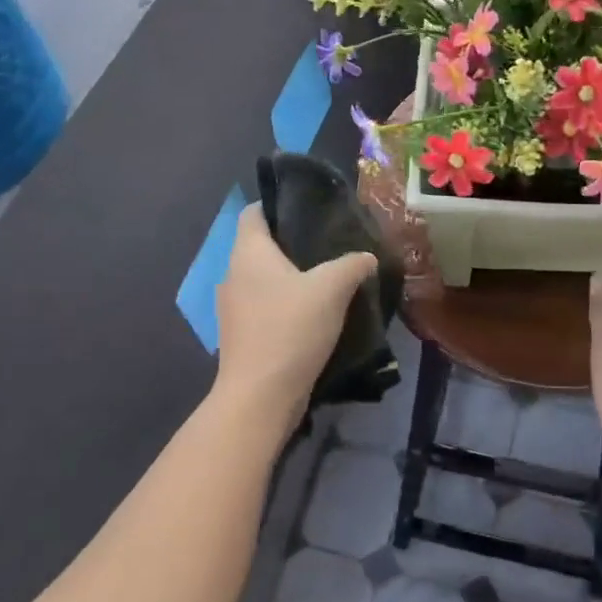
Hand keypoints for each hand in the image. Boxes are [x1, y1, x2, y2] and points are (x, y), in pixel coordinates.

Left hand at [214, 203, 378, 434]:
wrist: (260, 397)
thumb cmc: (290, 328)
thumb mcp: (332, 288)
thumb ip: (352, 264)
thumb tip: (368, 256)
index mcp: (248, 252)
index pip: (253, 212)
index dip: (278, 204)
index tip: (310, 208)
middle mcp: (234, 274)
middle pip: (260, 245)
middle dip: (292, 242)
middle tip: (329, 242)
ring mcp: (234, 308)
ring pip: (264, 278)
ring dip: (290, 277)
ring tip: (327, 277)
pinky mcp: (242, 335)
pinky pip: (265, 306)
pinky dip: (286, 303)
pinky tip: (314, 313)